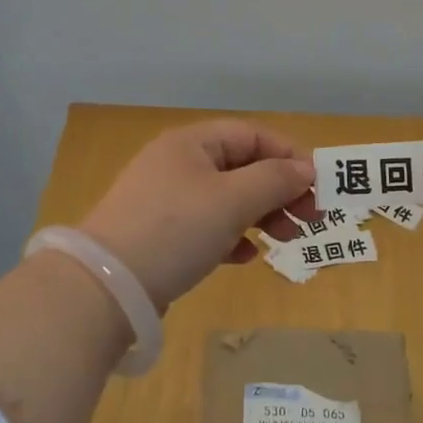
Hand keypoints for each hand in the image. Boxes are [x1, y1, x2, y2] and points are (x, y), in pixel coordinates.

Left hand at [78, 119, 315, 309]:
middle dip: (279, 189)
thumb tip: (305, 171)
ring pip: (226, 198)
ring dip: (261, 214)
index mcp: (191, 143)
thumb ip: (274, 181)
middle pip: (241, 166)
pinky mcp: (158, 234)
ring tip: (285, 239)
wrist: (104, 287)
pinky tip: (245, 257)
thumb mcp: (232, 201)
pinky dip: (232, 236)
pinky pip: (207, 226)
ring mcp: (165, 200)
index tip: (318, 186)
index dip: (288, 155)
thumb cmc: (175, 230)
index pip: (251, 135)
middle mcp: (177, 163)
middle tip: (310, 219)